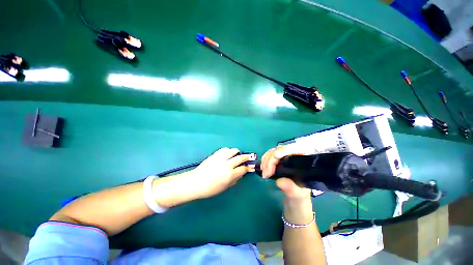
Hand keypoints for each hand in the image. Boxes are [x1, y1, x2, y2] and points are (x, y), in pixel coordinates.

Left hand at [187, 147, 254, 198]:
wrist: (196, 182)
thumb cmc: (211, 188)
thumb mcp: (225, 187)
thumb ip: (235, 180)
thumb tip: (241, 173)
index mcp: (230, 175)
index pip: (243, 169)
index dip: (247, 168)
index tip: (247, 167)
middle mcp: (227, 165)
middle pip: (240, 158)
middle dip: (245, 157)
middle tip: (247, 157)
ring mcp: (221, 158)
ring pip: (233, 151)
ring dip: (237, 152)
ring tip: (237, 154)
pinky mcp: (215, 154)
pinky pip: (224, 149)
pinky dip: (228, 150)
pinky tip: (228, 153)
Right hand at [261, 144, 313, 223]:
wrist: (295, 198)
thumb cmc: (300, 195)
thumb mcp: (298, 195)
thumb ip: (291, 189)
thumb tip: (280, 181)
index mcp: (304, 159)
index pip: (294, 148)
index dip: (283, 151)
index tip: (274, 160)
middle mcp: (294, 154)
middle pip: (280, 149)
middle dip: (271, 160)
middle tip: (266, 174)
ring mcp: (285, 156)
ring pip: (273, 151)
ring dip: (265, 160)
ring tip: (264, 173)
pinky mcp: (278, 159)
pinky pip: (269, 155)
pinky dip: (264, 160)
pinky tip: (263, 169)